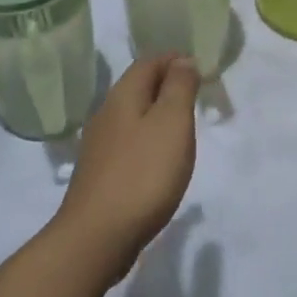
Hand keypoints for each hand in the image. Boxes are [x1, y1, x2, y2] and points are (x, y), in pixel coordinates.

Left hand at [54, 55, 199, 284]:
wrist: (97, 237)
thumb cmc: (143, 174)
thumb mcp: (172, 123)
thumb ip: (179, 87)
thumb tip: (182, 60)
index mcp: (123, 96)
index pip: (148, 62)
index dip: (174, 59)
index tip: (199, 67)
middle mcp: (106, 114)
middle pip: (137, 87)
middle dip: (166, 84)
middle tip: (195, 95)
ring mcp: (99, 146)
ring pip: (132, 116)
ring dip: (157, 113)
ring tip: (182, 127)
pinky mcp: (100, 174)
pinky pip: (128, 143)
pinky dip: (147, 140)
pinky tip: (159, 160)